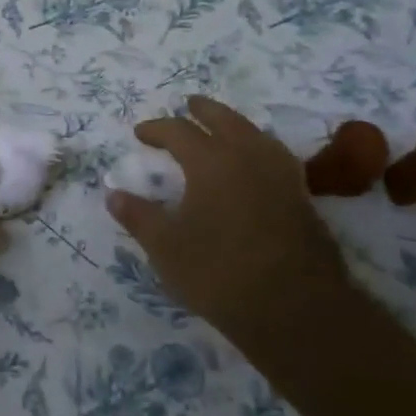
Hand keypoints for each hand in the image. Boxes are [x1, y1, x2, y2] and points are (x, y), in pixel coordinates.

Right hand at [105, 97, 349, 363]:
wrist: (297, 310)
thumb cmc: (220, 274)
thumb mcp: (166, 248)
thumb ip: (138, 217)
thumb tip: (113, 193)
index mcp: (211, 162)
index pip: (178, 131)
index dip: (157, 129)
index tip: (140, 133)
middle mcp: (247, 157)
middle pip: (225, 119)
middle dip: (203, 110)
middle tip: (188, 105)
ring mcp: (281, 176)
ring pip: (255, 133)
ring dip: (234, 124)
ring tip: (222, 128)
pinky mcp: (302, 197)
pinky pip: (276, 156)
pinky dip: (259, 147)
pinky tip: (257, 162)